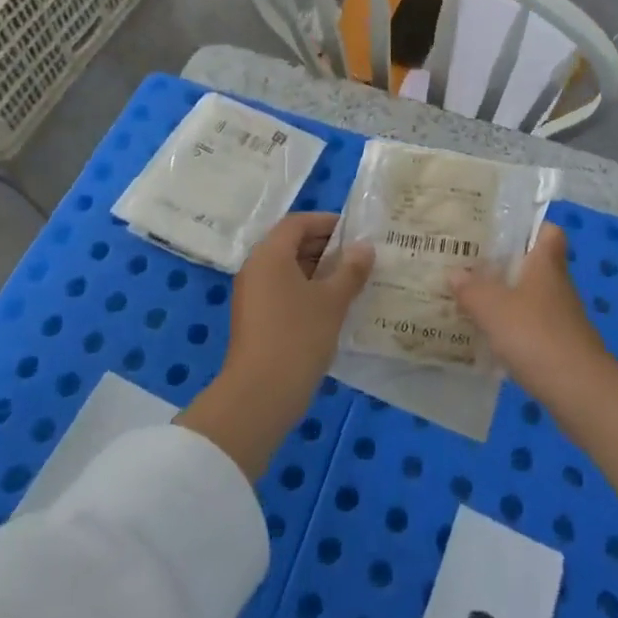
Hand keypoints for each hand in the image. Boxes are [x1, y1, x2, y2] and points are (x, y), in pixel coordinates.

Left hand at [227, 213, 374, 400]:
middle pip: (290, 244)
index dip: (326, 222)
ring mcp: (252, 295)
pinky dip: (306, 290)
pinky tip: (332, 307)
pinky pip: (282, 290)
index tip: (354, 231)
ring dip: (317, 270)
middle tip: (358, 257)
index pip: (297, 223)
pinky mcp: (255, 319)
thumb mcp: (332, 301)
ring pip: (287, 269)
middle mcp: (256, 268)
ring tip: (351, 281)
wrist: (260, 395)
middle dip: (324, 246)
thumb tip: (365, 248)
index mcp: (270, 254)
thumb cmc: (298, 336)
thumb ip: (350, 270)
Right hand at [452, 224, 608, 399]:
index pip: (548, 232)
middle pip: (535, 265)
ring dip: (507, 299)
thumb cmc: (535, 335)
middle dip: (507, 265)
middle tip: (472, 265)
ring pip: (532, 297)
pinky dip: (513, 329)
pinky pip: (532, 327)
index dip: (530, 227)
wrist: (579, 390)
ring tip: (473, 300)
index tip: (502, 231)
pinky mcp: (560, 346)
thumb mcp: (493, 308)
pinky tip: (489, 338)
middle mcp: (557, 285)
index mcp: (546, 264)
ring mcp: (561, 317)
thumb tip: (454, 272)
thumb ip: (471, 289)